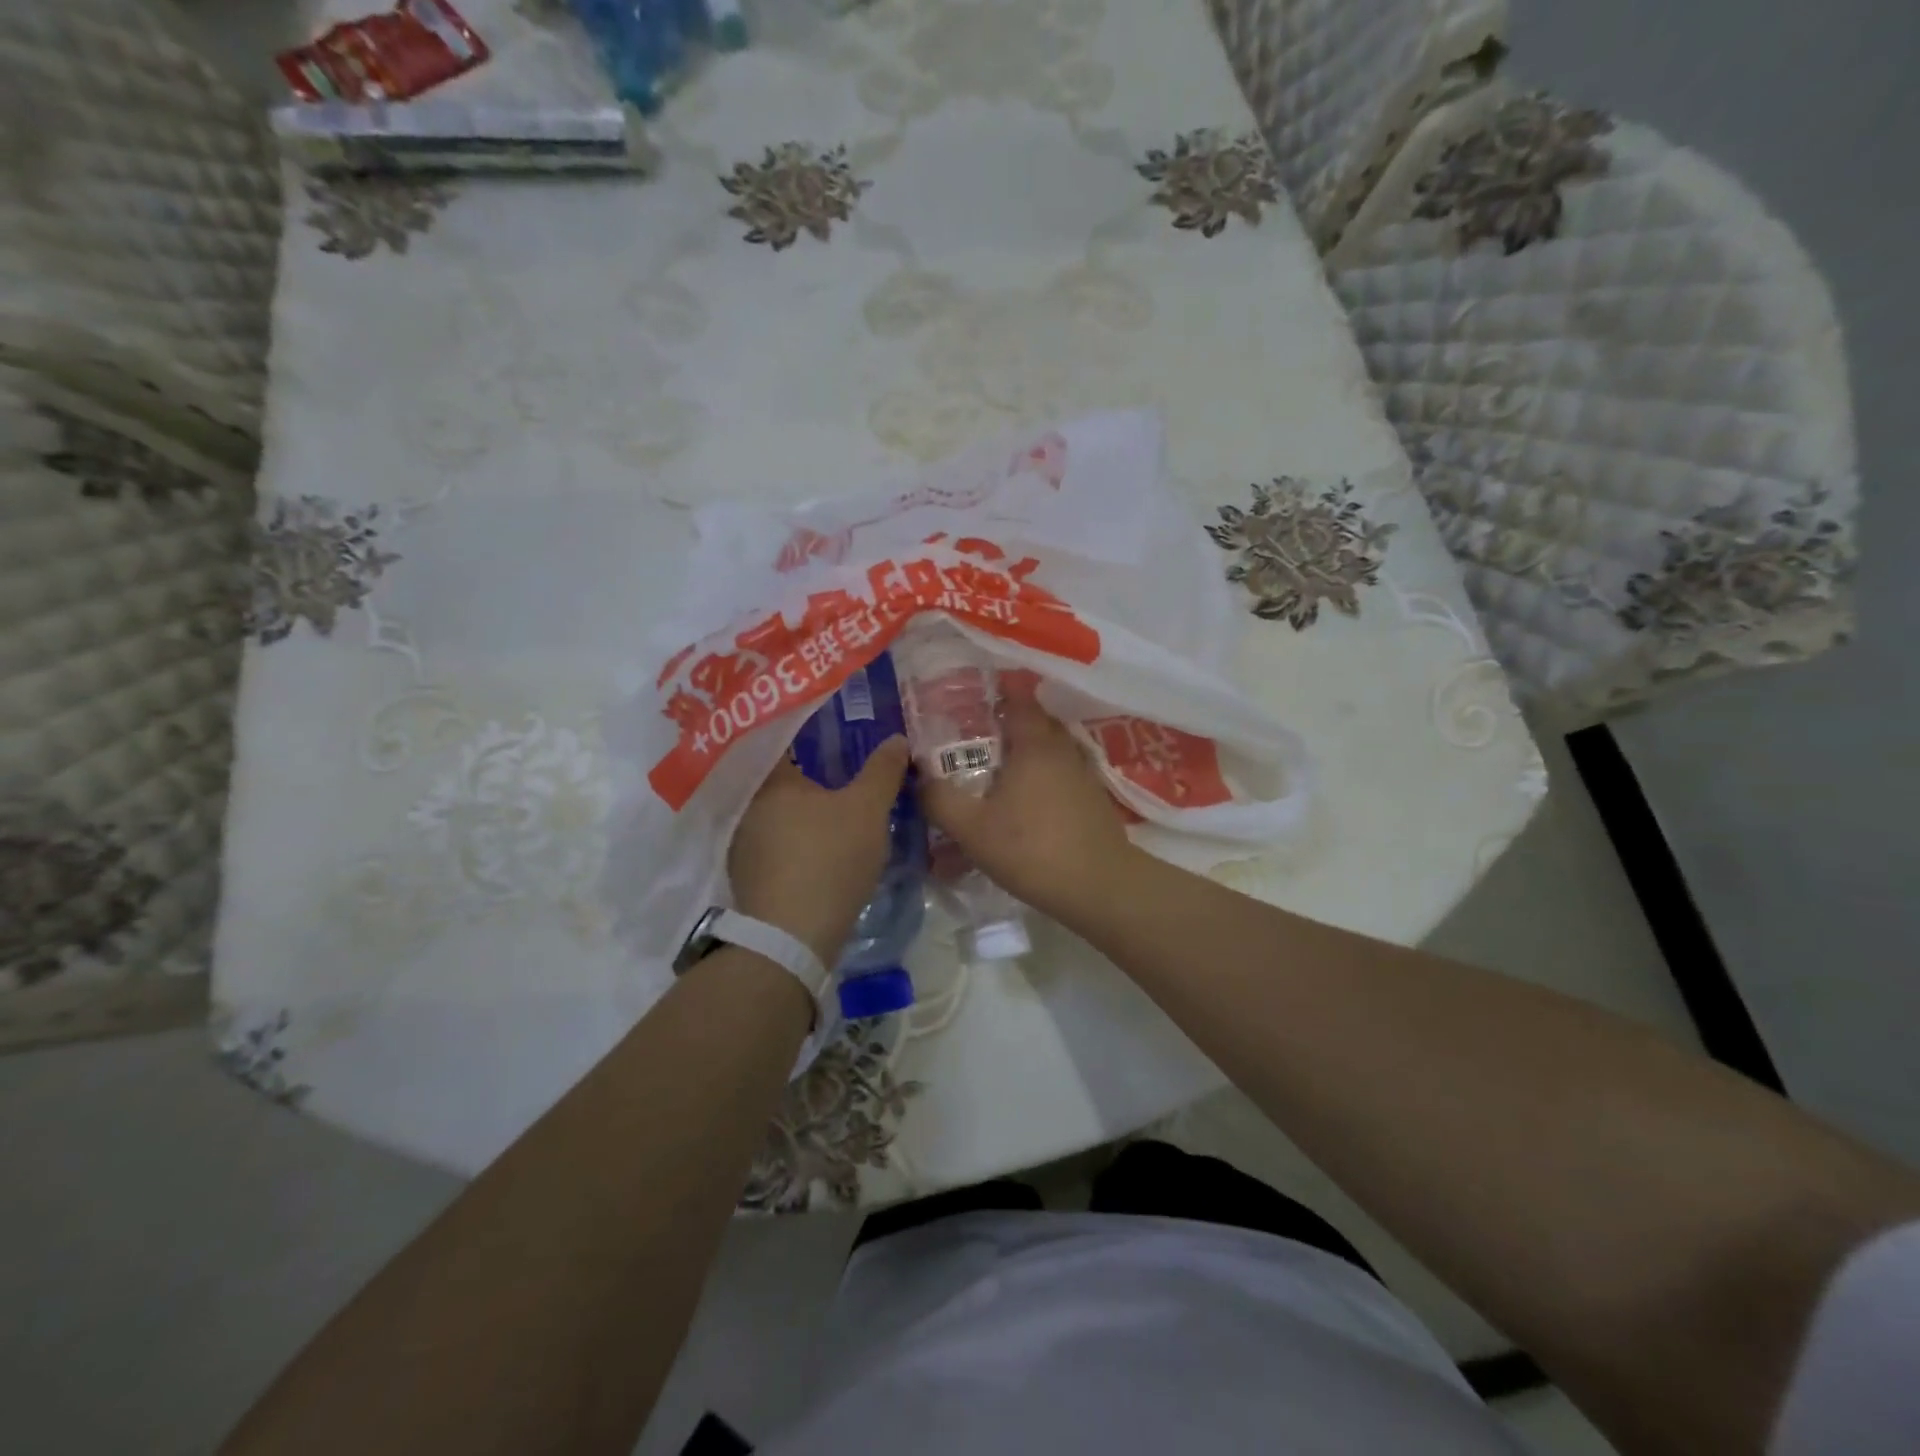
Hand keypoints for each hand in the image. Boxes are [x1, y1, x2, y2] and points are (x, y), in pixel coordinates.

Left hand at [728, 737, 910, 964]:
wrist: (792, 938)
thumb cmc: (829, 859)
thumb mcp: (869, 809)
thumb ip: (883, 770)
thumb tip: (896, 739)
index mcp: (769, 779)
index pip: (785, 739)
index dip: (813, 732)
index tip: (838, 730)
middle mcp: (747, 805)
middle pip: (781, 777)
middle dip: (811, 772)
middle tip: (845, 767)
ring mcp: (742, 843)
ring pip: (778, 812)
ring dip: (802, 808)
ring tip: (835, 805)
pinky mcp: (747, 875)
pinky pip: (775, 842)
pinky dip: (796, 838)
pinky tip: (819, 845)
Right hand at [918, 697, 1136, 926]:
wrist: (1098, 886)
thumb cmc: (1031, 849)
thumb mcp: (972, 829)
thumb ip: (940, 800)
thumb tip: (920, 778)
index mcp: (1034, 744)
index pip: (1018, 699)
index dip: (995, 695)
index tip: (970, 702)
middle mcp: (1062, 749)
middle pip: (1035, 722)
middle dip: (1008, 724)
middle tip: (977, 738)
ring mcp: (1083, 773)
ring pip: (1051, 749)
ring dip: (1027, 753)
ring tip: (998, 770)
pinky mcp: (1094, 798)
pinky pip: (1063, 773)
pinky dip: (1044, 776)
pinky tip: (1027, 801)